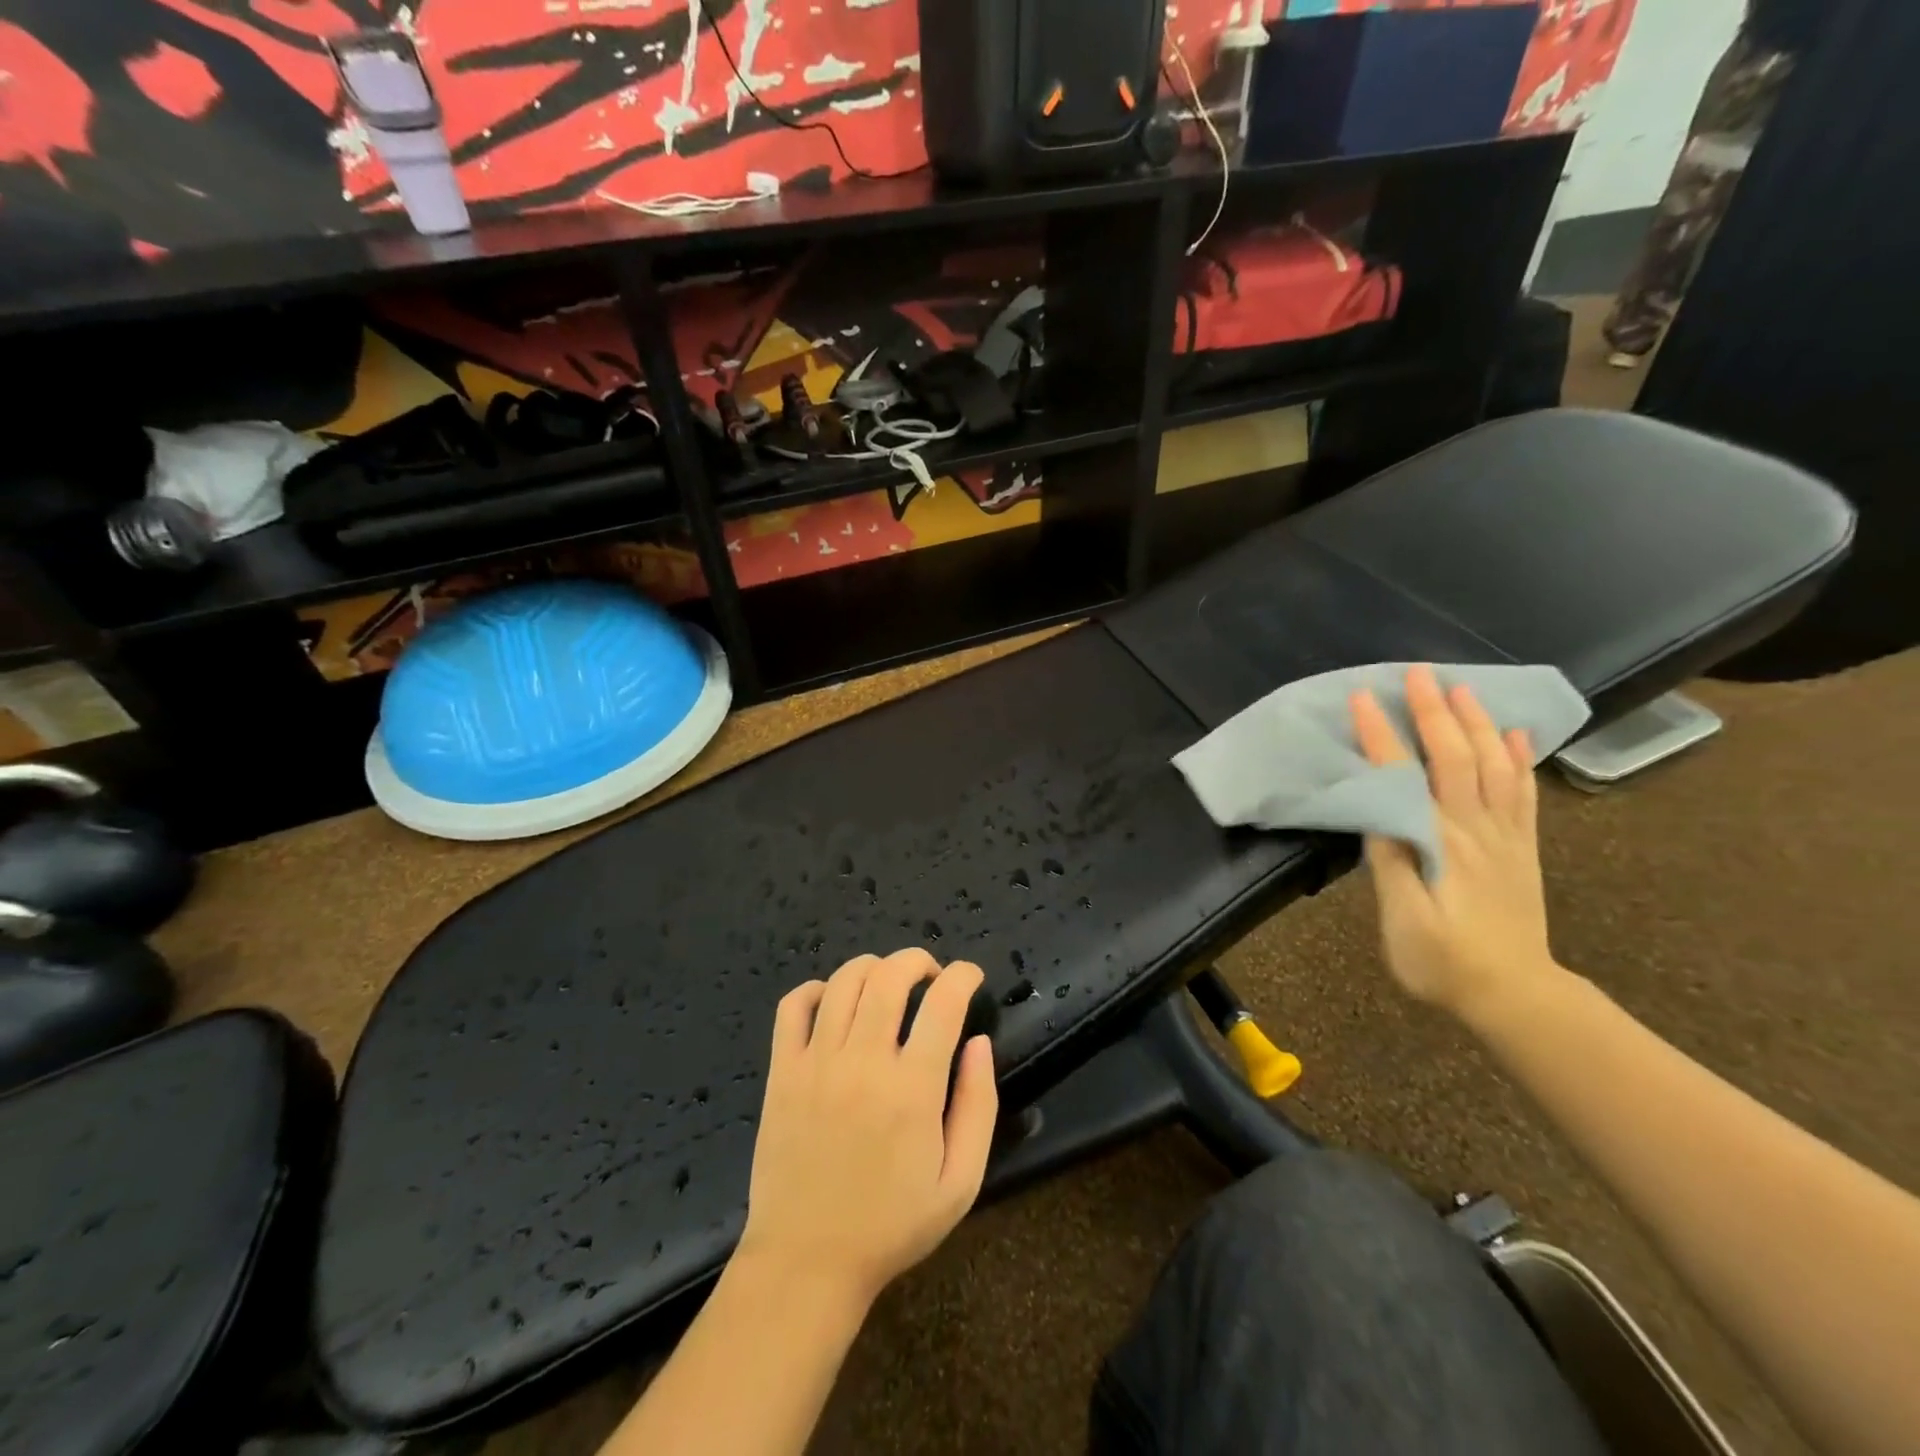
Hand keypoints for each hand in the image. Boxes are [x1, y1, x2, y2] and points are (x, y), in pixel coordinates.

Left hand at [737, 949, 997, 1312]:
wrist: (807, 1261)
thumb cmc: (891, 1224)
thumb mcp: (960, 1182)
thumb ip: (979, 1105)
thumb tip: (979, 1042)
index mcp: (912, 1089)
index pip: (943, 1003)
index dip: (963, 975)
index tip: (970, 976)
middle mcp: (863, 1062)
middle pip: (890, 976)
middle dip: (918, 960)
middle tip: (931, 976)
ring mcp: (817, 1063)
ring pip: (844, 980)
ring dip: (873, 967)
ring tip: (887, 984)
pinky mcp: (782, 1071)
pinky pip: (793, 1006)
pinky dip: (816, 989)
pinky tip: (833, 1003)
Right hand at [1349, 665, 1558, 1020]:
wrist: (1516, 996)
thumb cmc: (1444, 962)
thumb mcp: (1403, 921)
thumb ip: (1391, 863)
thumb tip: (1378, 812)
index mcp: (1440, 843)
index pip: (1406, 776)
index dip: (1381, 735)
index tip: (1362, 698)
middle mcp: (1476, 828)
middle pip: (1456, 757)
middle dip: (1434, 711)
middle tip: (1417, 672)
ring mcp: (1505, 836)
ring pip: (1495, 765)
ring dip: (1477, 722)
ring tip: (1461, 688)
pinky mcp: (1521, 847)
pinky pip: (1523, 793)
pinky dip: (1519, 759)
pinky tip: (1514, 735)